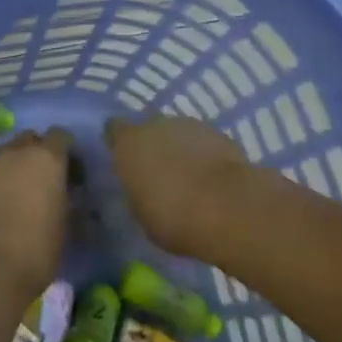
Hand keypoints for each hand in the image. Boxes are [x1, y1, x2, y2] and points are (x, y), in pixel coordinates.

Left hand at [0, 129, 72, 303]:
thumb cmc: (37, 249)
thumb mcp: (64, 225)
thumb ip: (64, 198)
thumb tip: (62, 194)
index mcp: (47, 158)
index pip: (61, 136)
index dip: (67, 153)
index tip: (72, 175)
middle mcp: (18, 150)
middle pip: (32, 139)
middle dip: (39, 153)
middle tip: (45, 181)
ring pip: (9, 151)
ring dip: (18, 164)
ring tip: (22, 192)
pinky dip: (0, 177)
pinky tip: (3, 201)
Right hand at [105, 114, 249, 257]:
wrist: (227, 208)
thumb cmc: (172, 216)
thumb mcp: (141, 212)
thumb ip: (137, 190)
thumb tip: (141, 185)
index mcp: (128, 143)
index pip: (114, 130)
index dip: (120, 143)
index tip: (125, 161)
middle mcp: (154, 124)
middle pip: (149, 130)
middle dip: (153, 147)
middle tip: (160, 175)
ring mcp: (189, 125)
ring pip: (178, 134)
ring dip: (180, 150)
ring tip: (190, 179)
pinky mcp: (218, 133)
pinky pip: (203, 143)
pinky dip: (205, 156)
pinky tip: (212, 179)